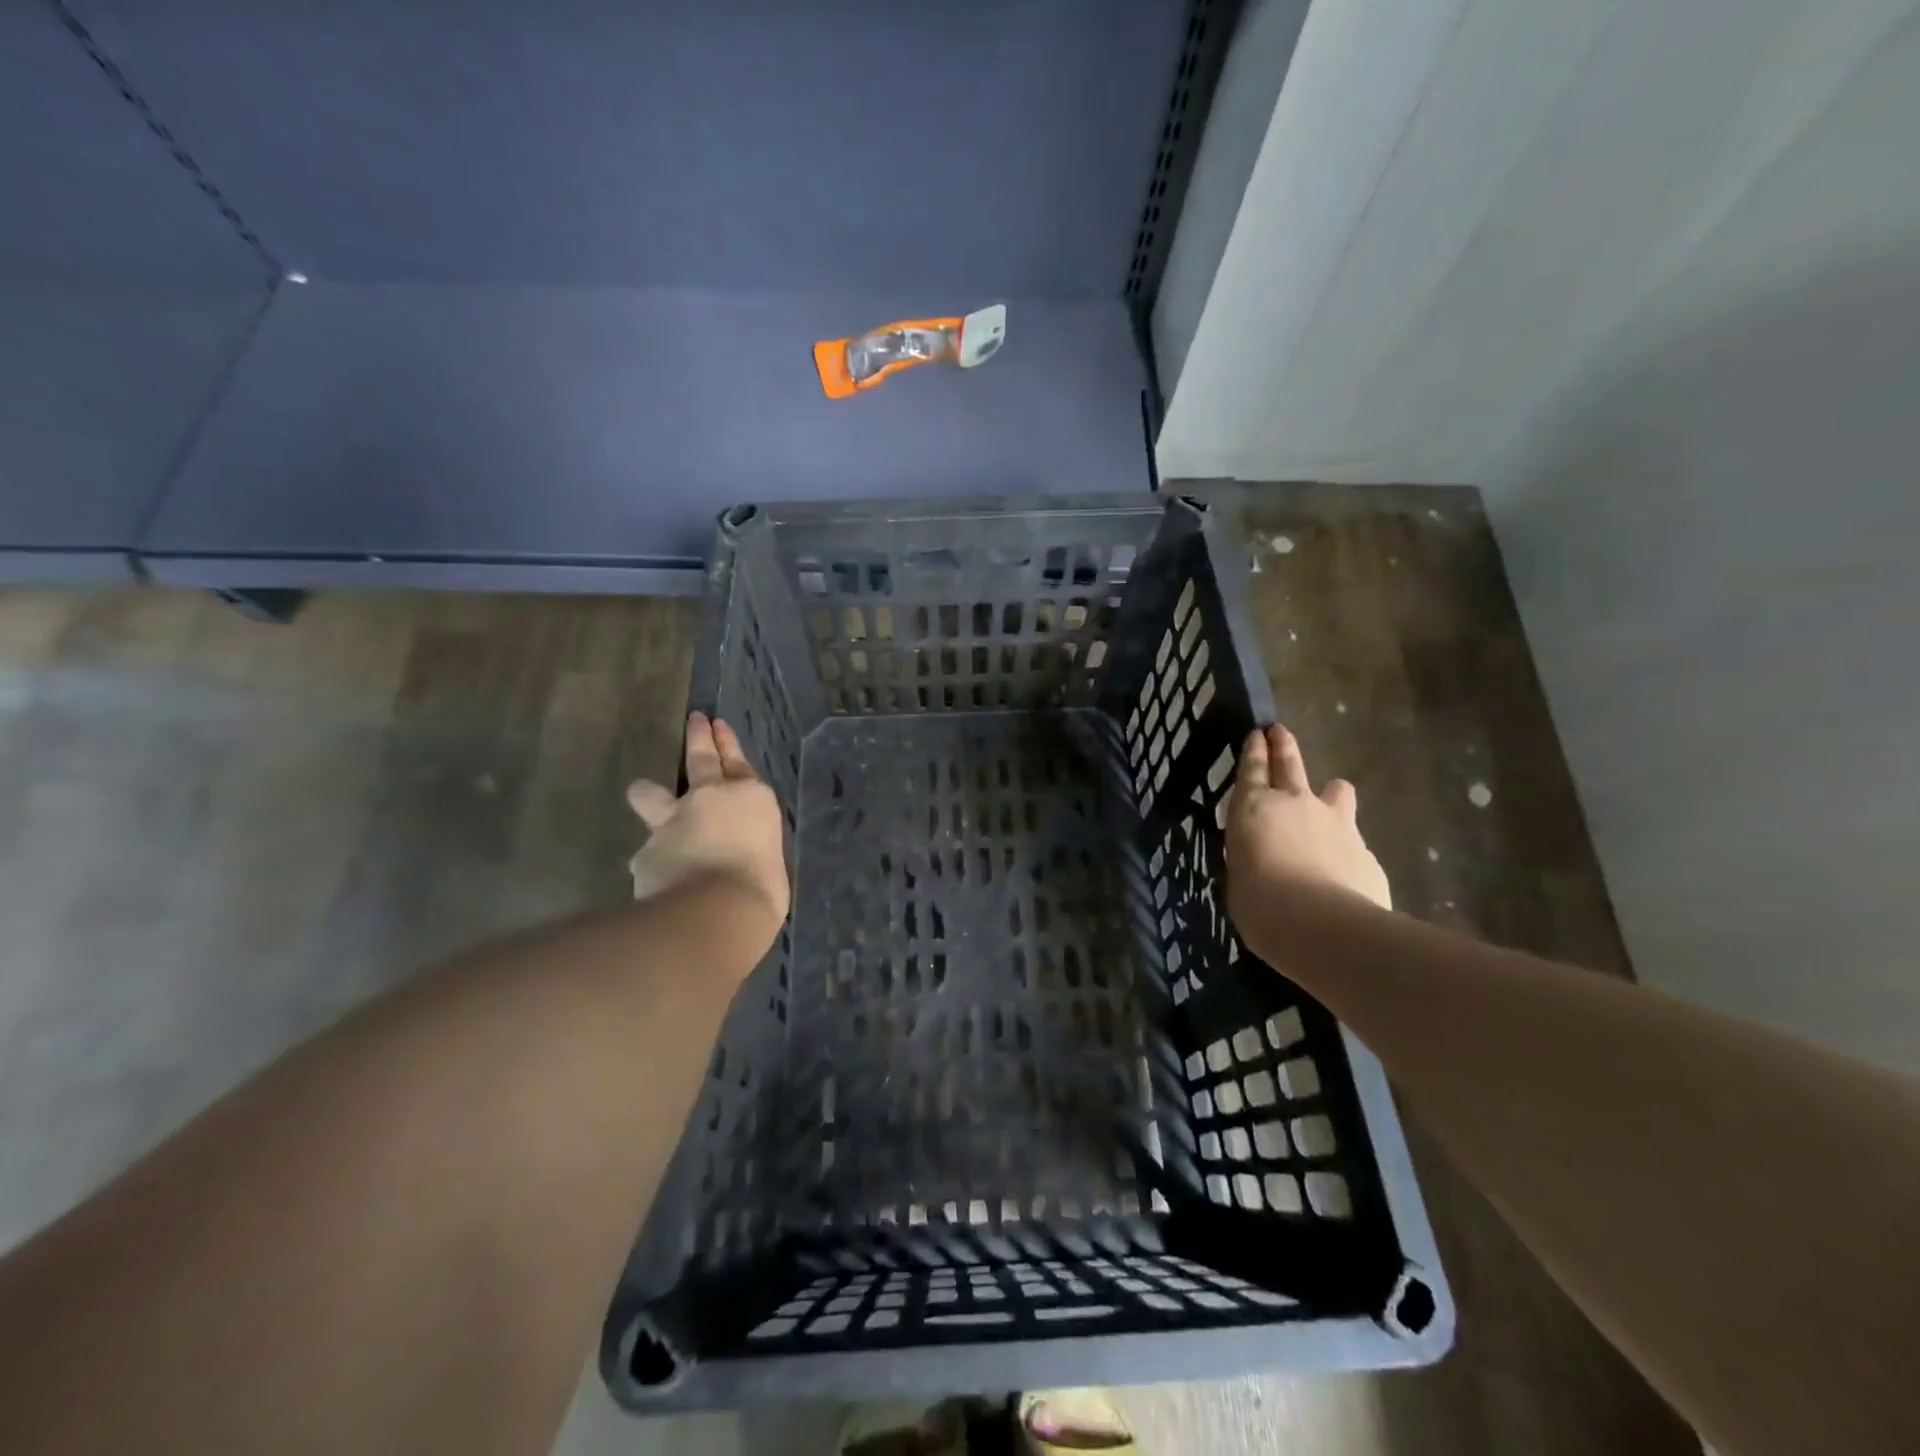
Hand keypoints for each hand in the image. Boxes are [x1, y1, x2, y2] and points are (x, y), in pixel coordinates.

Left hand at [627, 712, 789, 933]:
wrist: (717, 911)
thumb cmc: (762, 888)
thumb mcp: (769, 860)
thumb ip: (750, 847)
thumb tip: (739, 859)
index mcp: (751, 799)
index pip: (738, 763)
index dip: (728, 743)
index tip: (716, 724)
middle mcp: (709, 798)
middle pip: (700, 758)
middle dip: (698, 737)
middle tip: (695, 721)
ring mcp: (671, 821)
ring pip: (649, 793)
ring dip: (649, 794)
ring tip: (645, 794)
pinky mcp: (645, 851)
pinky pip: (647, 852)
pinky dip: (652, 860)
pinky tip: (655, 876)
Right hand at [1225, 724, 1391, 920]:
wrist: (1324, 927)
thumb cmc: (1261, 904)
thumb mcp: (1238, 878)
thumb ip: (1250, 857)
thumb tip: (1261, 858)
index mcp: (1255, 808)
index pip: (1252, 768)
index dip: (1253, 750)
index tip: (1257, 733)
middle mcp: (1297, 803)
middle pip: (1290, 764)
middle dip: (1283, 746)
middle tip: (1280, 730)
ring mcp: (1337, 823)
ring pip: (1337, 793)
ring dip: (1332, 794)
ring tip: (1332, 799)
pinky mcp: (1366, 851)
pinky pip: (1354, 841)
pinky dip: (1346, 847)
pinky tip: (1344, 871)